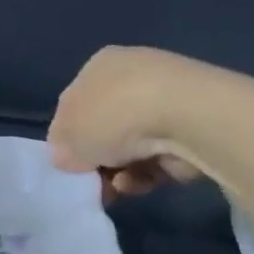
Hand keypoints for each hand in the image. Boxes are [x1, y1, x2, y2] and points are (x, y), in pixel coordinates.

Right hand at [47, 47, 232, 199]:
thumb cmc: (113, 115)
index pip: (74, 104)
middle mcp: (134, 75)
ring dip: (118, 171)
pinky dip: (146, 173)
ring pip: (131, 147)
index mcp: (99, 65)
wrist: (186, 117)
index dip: (68, 137)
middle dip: (97, 159)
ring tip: (117, 187)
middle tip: (91, 182)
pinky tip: (140, 181)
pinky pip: (159, 156)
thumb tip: (69, 157)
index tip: (69, 163)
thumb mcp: (66, 136)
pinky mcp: (192, 127)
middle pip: (105, 127)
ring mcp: (167, 100)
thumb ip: (60, 149)